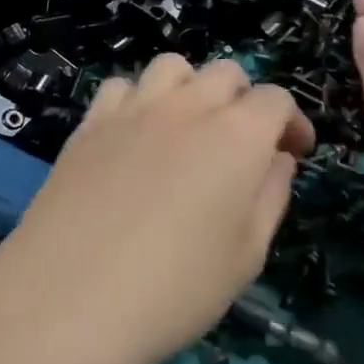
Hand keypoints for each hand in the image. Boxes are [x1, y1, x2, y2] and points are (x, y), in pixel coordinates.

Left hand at [0, 55, 314, 363]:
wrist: (70, 296)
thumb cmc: (174, 289)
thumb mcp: (246, 256)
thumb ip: (270, 196)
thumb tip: (276, 158)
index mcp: (237, 135)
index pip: (275, 99)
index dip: (291, 122)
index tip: (292, 153)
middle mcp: (187, 106)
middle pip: (226, 72)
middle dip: (244, 100)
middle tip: (242, 145)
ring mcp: (132, 108)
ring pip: (172, 67)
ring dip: (191, 88)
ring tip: (188, 129)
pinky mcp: (90, 121)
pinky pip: (121, 86)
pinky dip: (138, 99)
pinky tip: (135, 136)